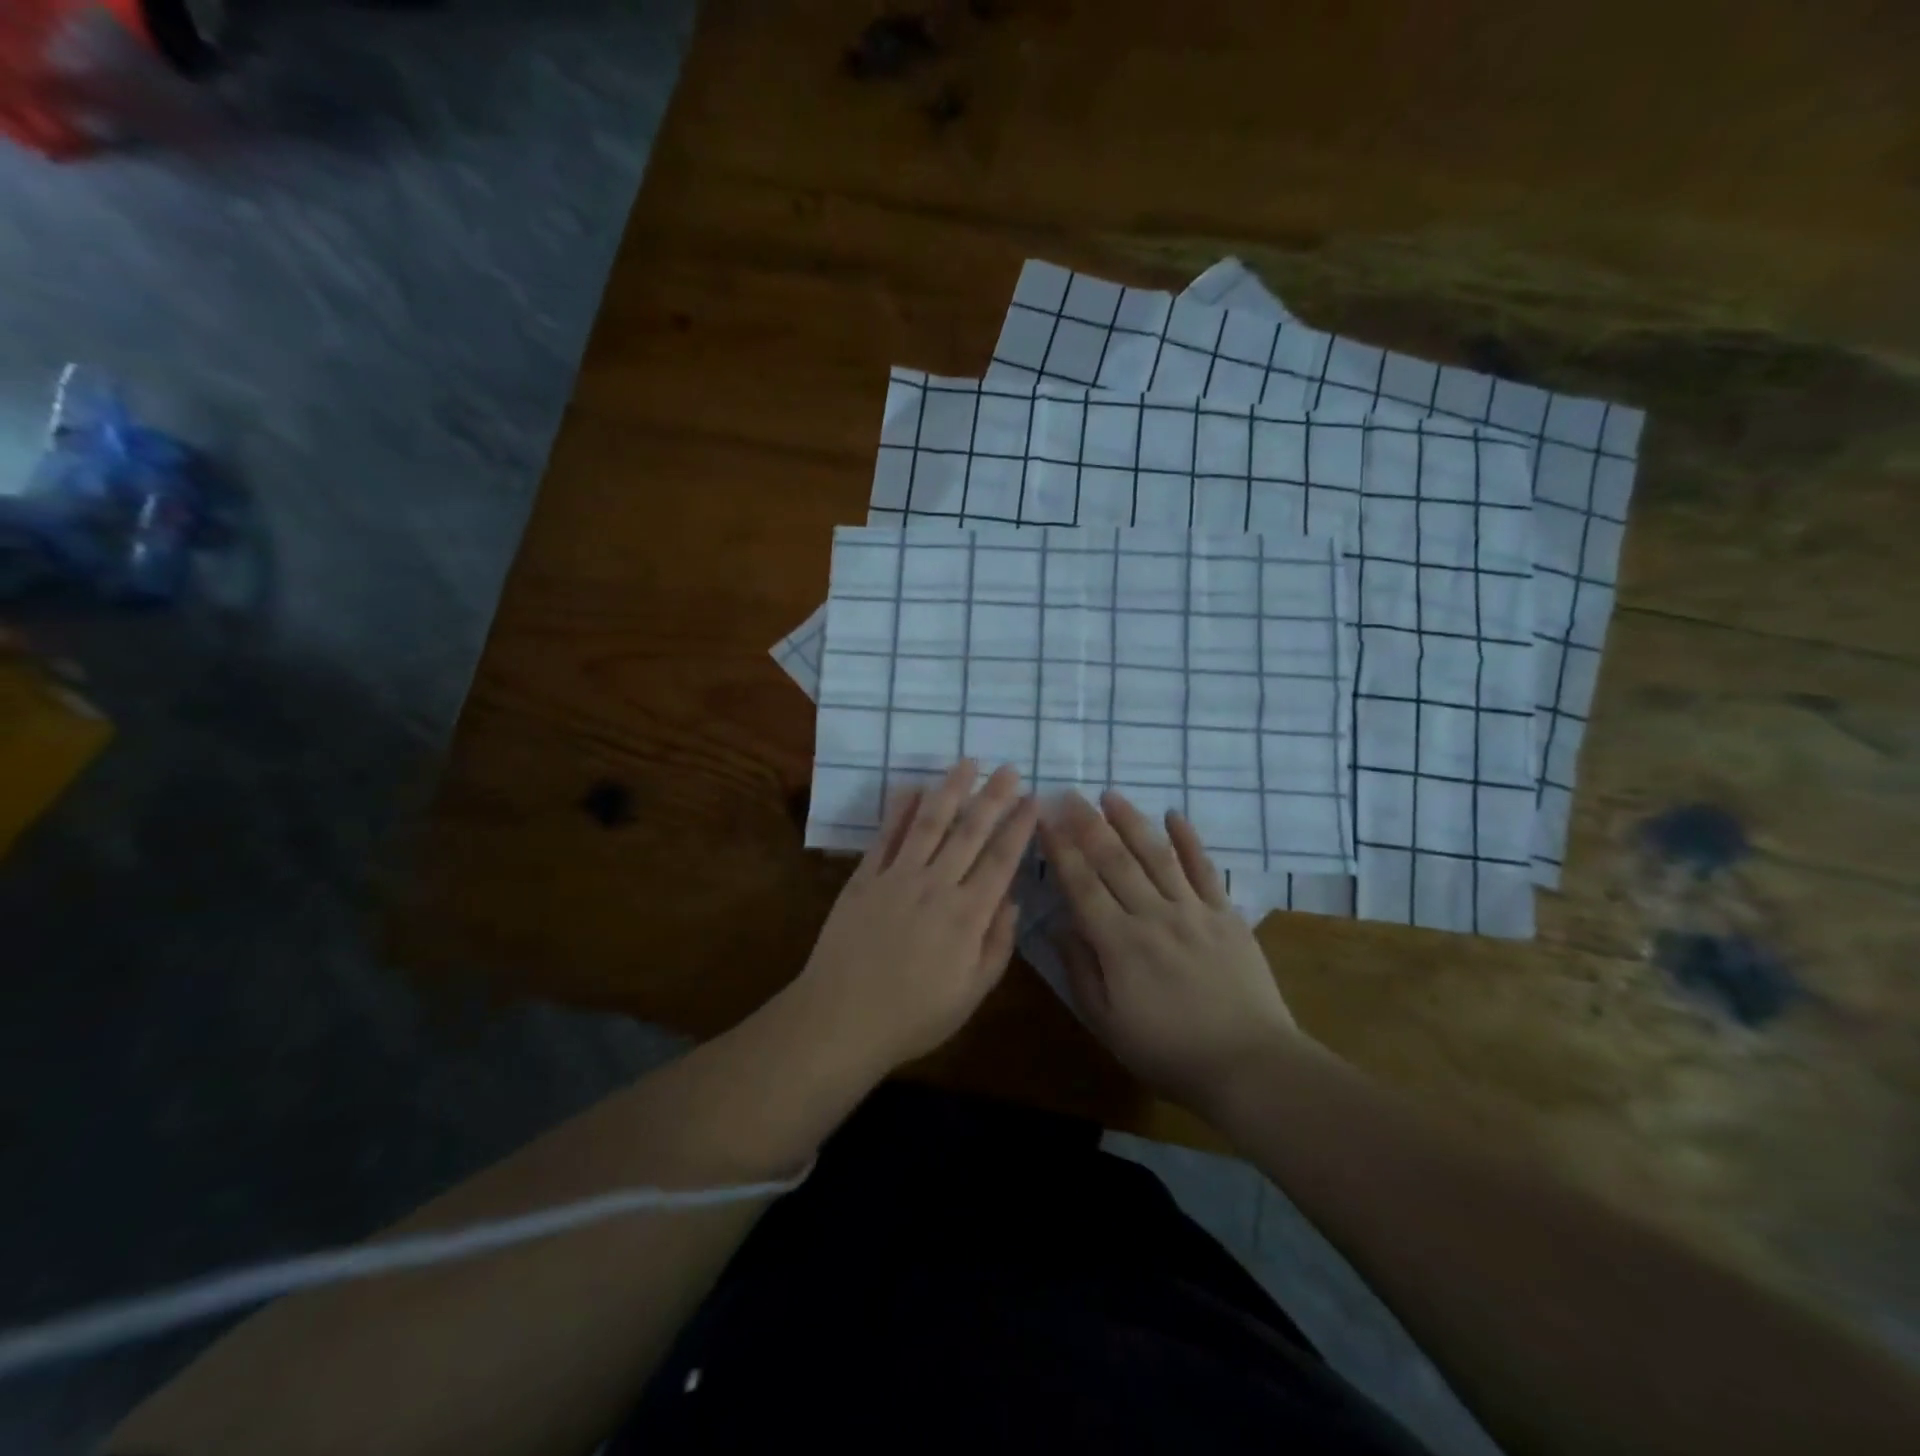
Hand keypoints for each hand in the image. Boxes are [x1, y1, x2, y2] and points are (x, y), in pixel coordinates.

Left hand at [791, 760, 1037, 1078]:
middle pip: (970, 832)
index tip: (1034, 800)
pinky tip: (911, 788)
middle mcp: (936, 886)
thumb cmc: (913, 1015)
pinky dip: (899, 810)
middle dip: (993, 798)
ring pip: (929, 823)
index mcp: (968, 916)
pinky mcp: (864, 878)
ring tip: (967, 763)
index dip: (1020, 827)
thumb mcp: (971, 993)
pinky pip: (886, 837)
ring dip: (950, 790)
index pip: (1001, 860)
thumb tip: (1013, 900)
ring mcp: (897, 877)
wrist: (841, 1019)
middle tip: (1009, 769)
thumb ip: (997, 944)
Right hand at [1040, 790, 1299, 1109]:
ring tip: (1110, 795)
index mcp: (1119, 943)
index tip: (1044, 818)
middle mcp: (1153, 915)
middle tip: (1068, 794)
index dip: (1060, 849)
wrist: (1249, 1065)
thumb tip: (1061, 925)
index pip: (1081, 884)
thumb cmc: (1169, 1052)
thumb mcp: (1107, 1024)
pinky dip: (1189, 840)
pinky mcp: (1226, 915)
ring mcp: (1193, 911)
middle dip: (1087, 824)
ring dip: (1131, 822)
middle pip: (1114, 860)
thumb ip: (1081, 970)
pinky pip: (1205, 870)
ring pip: (1156, 855)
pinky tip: (1174, 815)